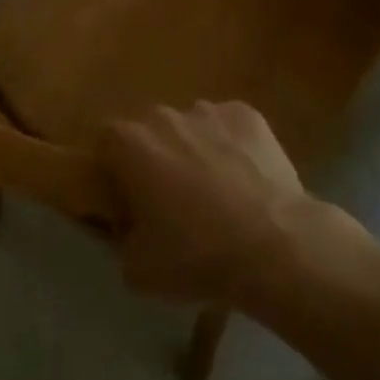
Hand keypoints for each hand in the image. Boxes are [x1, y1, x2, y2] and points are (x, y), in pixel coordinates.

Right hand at [97, 101, 311, 307]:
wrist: (275, 246)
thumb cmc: (196, 256)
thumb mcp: (137, 270)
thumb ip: (119, 240)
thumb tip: (125, 229)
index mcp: (129, 143)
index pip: (105, 142)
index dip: (113, 169)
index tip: (126, 198)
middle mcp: (163, 115)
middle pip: (149, 131)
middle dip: (155, 157)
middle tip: (171, 199)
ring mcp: (208, 110)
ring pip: (191, 127)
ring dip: (194, 150)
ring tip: (216, 193)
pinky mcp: (247, 114)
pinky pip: (229, 128)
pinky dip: (232, 147)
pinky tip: (246, 181)